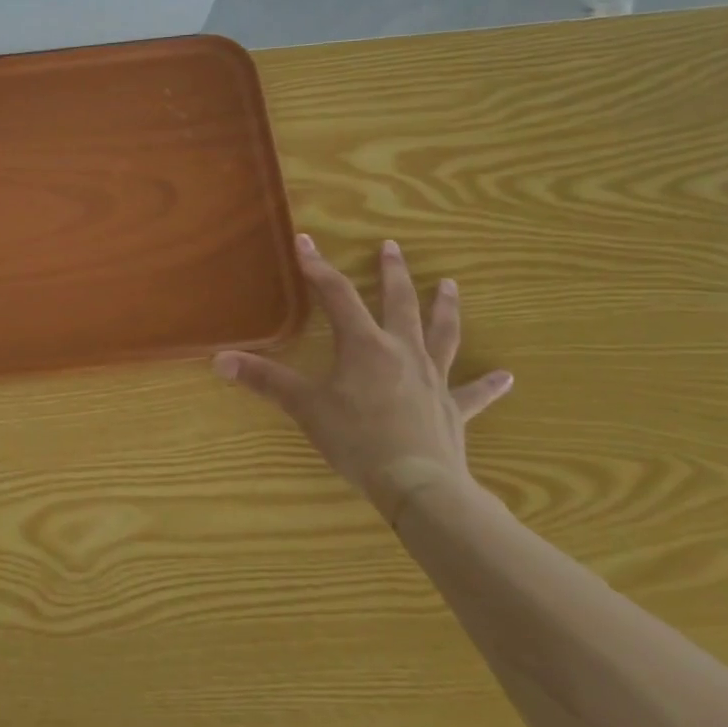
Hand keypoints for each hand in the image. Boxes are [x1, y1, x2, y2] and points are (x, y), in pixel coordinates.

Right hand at [213, 233, 511, 520]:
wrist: (418, 484)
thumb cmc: (357, 439)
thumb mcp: (304, 407)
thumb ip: (264, 380)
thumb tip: (220, 360)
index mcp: (365, 346)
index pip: (337, 295)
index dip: (318, 267)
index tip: (305, 241)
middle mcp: (402, 352)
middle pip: (399, 303)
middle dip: (393, 273)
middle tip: (392, 247)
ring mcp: (432, 378)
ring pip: (442, 334)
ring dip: (444, 308)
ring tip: (449, 285)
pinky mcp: (452, 408)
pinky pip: (474, 392)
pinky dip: (489, 384)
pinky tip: (508, 376)